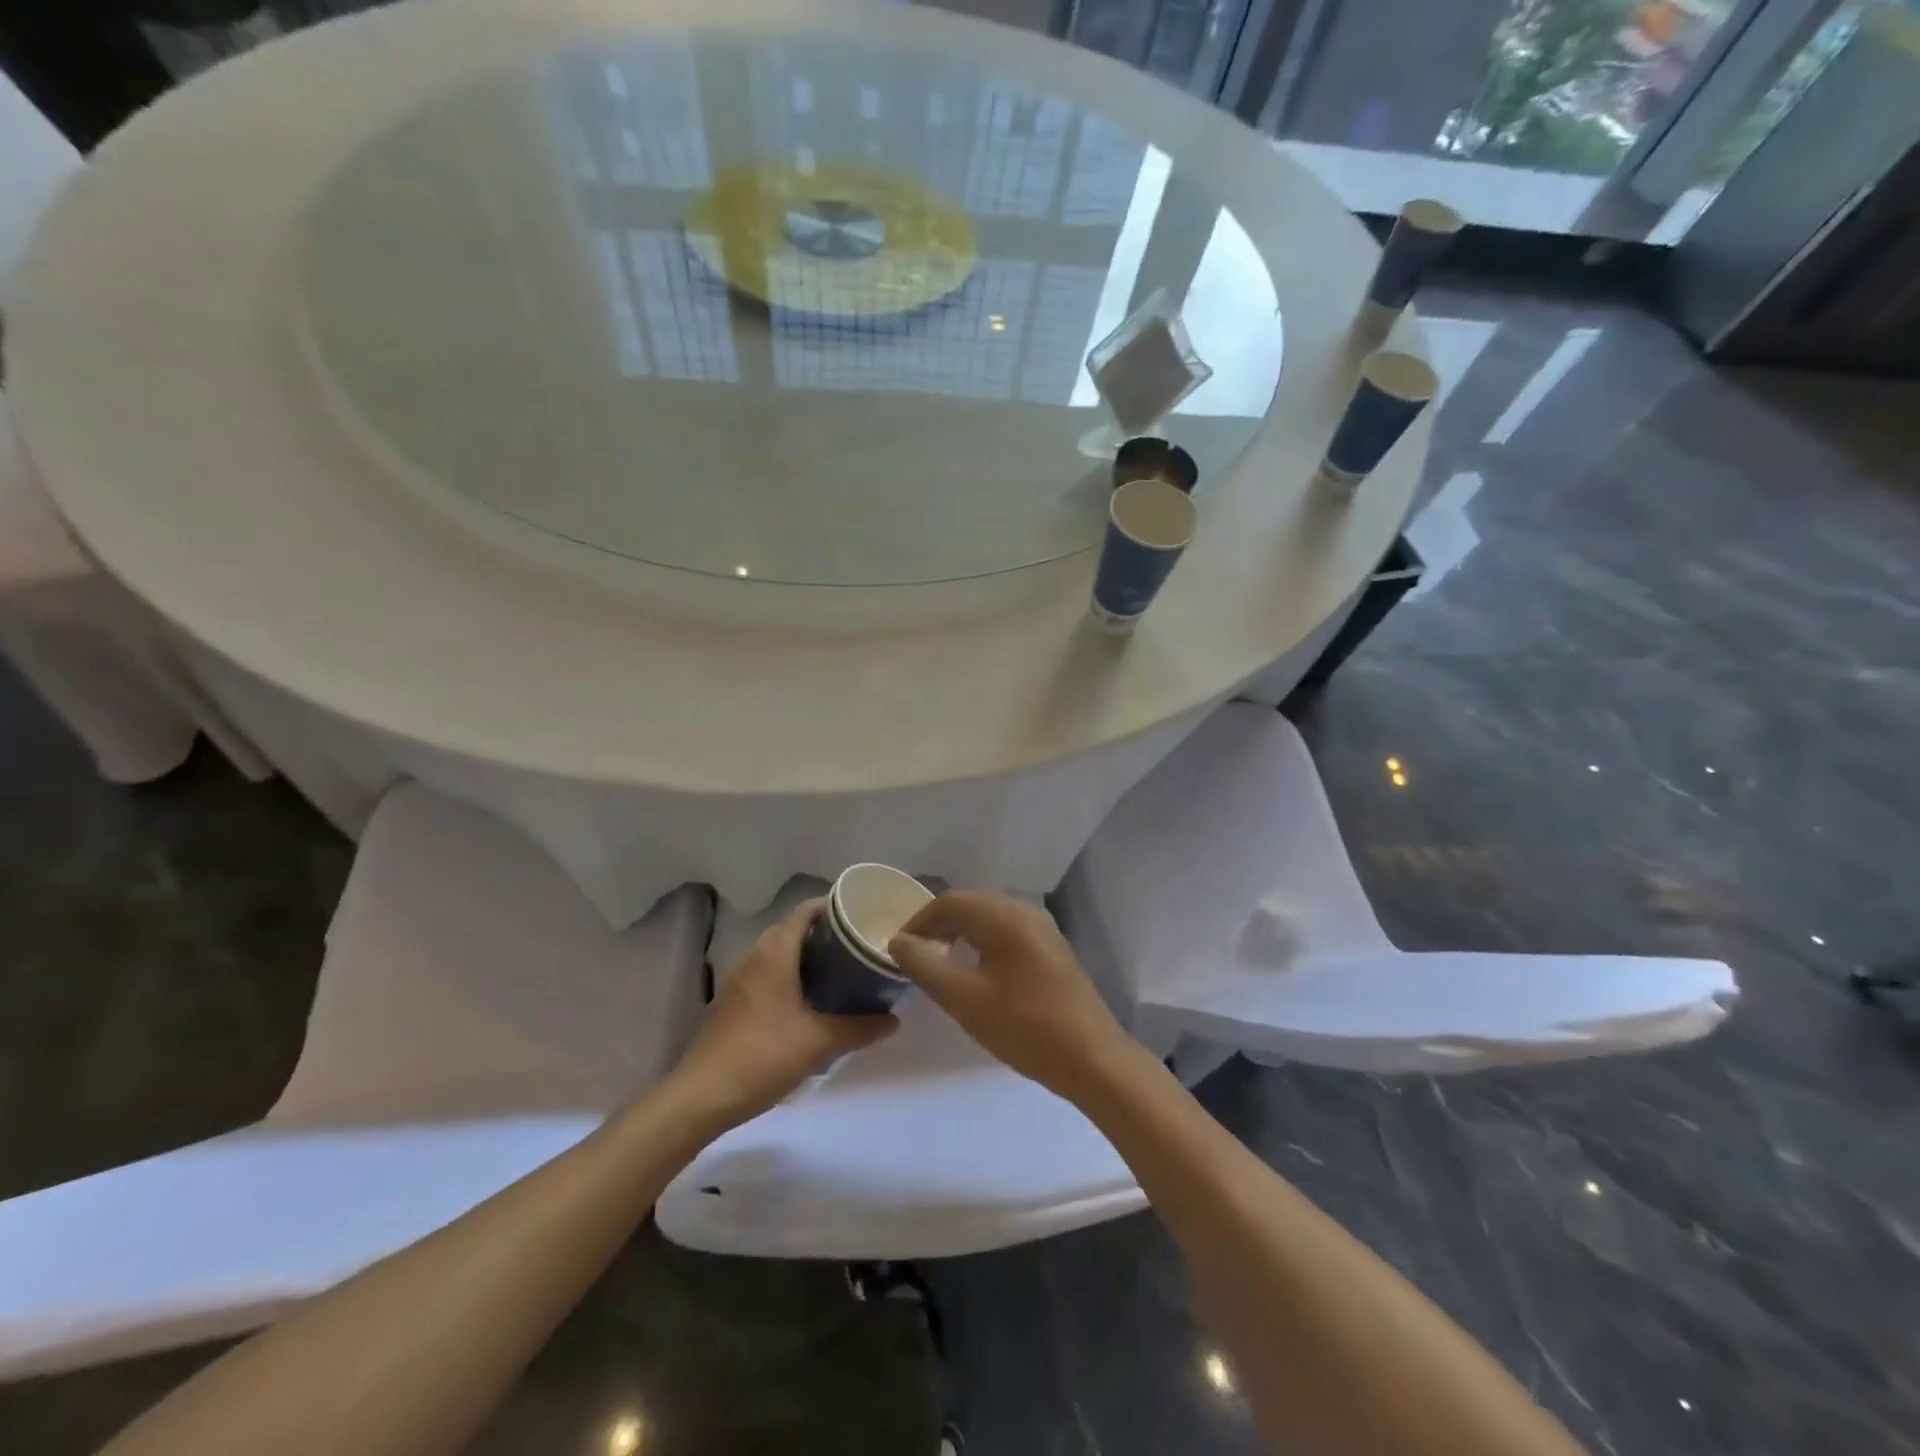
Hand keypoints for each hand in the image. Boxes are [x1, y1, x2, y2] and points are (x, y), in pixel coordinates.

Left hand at [666, 899, 895, 1134]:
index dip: (834, 907)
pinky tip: (811, 1001)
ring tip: (842, 972)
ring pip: (780, 953)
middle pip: (794, 929)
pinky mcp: (733, 1001)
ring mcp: (740, 979)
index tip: (862, 917)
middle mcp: (755, 955)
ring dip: (808, 956)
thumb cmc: (763, 1056)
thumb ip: (860, 1028)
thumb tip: (894, 1021)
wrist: (702, 1096)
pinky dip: (791, 976)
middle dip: (826, 934)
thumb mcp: (820, 1042)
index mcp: (775, 952)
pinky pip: (768, 974)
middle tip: (858, 947)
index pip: (806, 911)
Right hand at [888, 891, 1138, 1103]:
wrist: (1092, 1059)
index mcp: (1004, 916)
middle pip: (971, 904)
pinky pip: (1007, 932)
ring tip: (940, 964)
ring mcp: (1043, 928)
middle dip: (938, 925)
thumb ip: (925, 965)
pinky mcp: (1052, 949)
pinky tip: (977, 972)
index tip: (898, 950)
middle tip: (915, 957)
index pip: (950, 901)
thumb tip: (899, 940)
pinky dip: (983, 942)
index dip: (918, 921)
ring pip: (990, 917)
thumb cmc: (1024, 1027)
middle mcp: (1025, 910)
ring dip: (961, 933)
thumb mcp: (964, 999)